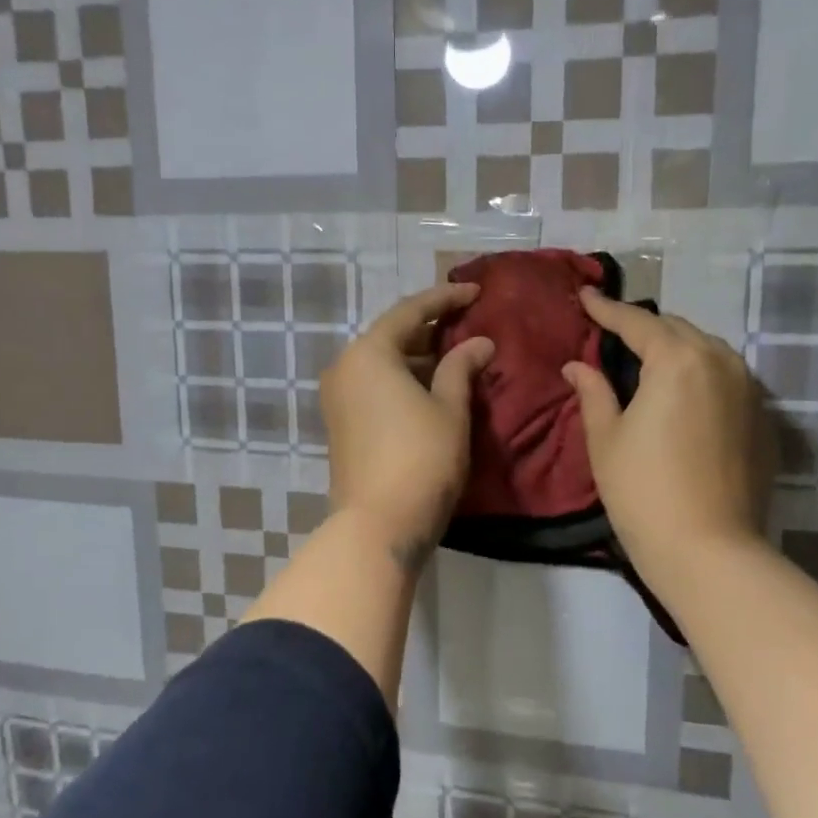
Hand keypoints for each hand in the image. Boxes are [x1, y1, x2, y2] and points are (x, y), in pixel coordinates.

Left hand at [321, 283, 494, 569]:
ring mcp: (338, 398)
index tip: (475, 292)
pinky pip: (374, 387)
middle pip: (392, 336)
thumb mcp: (450, 408)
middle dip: (431, 330)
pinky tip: (431, 389)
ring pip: (383, 364)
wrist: (378, 524)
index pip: (411, 311)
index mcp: (369, 353)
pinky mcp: (340, 424)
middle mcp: (345, 368)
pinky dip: (403, 381)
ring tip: (456, 358)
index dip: (446, 299)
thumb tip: (479, 343)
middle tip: (467, 324)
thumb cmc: (421, 458)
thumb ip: (462, 367)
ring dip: (418, 358)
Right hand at [563, 290, 765, 585]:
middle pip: (677, 330)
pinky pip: (727, 378)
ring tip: (649, 361)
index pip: (636, 322)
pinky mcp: (762, 419)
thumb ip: (593, 392)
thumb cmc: (643, 492)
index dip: (606, 309)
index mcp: (677, 360)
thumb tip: (577, 366)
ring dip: (676, 348)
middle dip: (644, 328)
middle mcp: (720, 362)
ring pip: (707, 350)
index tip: (585, 297)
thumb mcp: (606, 439)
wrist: (709, 550)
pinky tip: (683, 396)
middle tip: (613, 334)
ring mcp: (749, 390)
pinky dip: (701, 375)